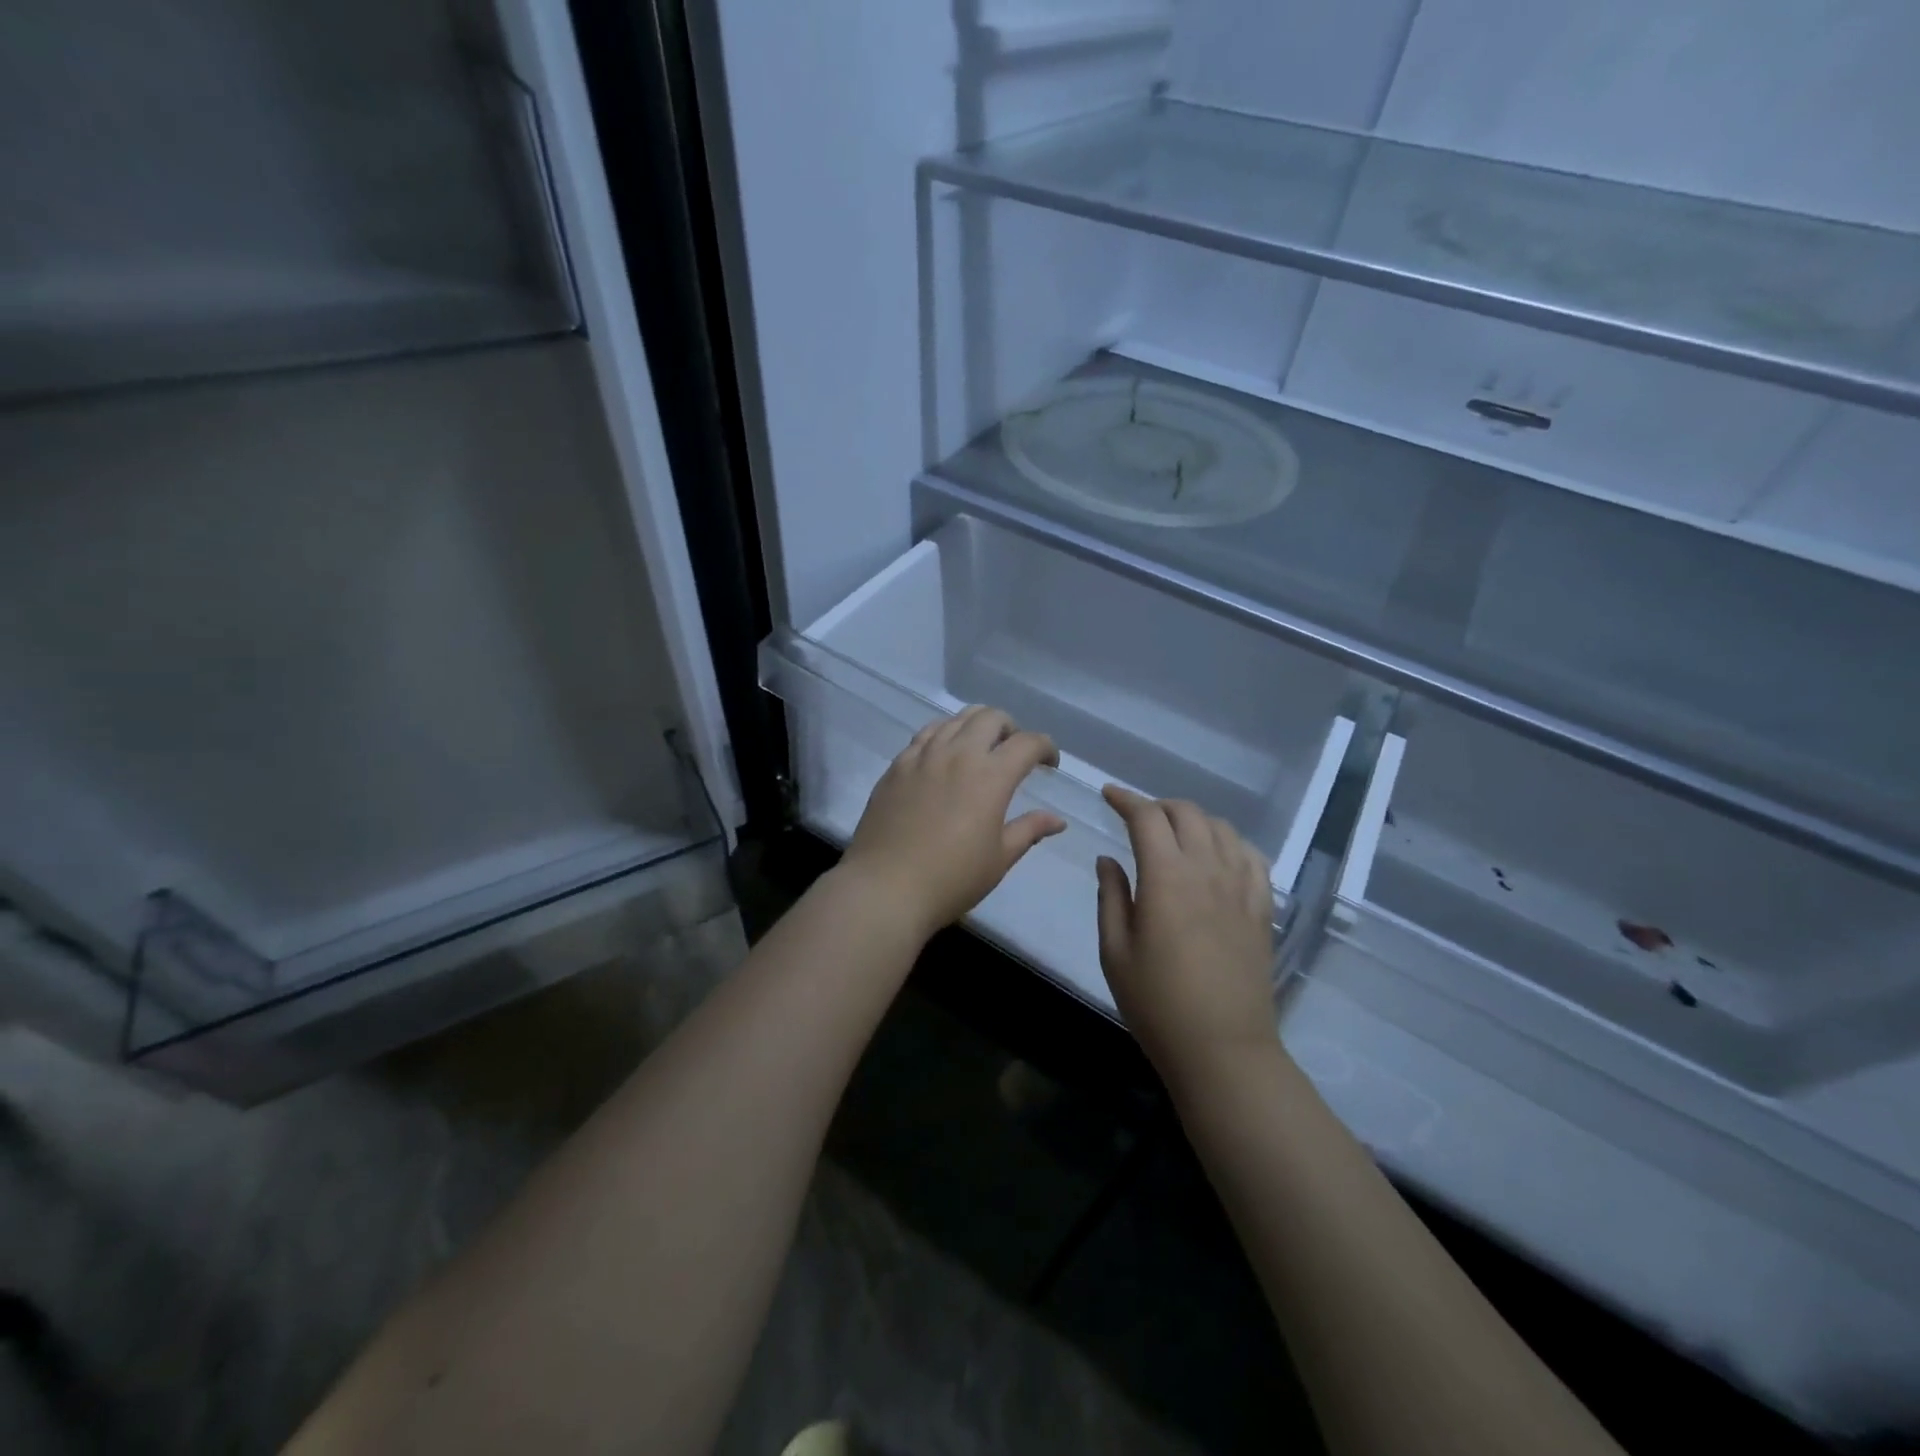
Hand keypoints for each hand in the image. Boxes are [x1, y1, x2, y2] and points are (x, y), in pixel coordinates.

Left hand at [839, 706, 1065, 941]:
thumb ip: (1029, 830)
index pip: (1027, 743)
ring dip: (976, 726)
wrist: (885, 887)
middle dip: (1011, 728)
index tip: (1049, 763)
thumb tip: (1057, 820)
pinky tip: (943, 757)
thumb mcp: (999, 858)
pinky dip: (943, 735)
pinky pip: (925, 735)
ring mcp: (922, 756)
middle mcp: (957, 754)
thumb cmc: (951, 878)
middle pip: (990, 717)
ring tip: (979, 749)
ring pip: (955, 719)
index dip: (1045, 747)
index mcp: (990, 776)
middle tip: (1014, 752)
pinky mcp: (896, 766)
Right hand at [1096, 787, 1277, 1080]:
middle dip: (1158, 806)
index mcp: (1166, 877)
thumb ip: (1111, 897)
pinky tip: (1218, 855)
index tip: (1109, 795)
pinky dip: (1230, 842)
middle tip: (1137, 819)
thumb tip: (1109, 859)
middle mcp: (1208, 870)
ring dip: (1193, 820)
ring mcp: (1241, 887)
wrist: (1223, 1049)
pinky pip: (1252, 856)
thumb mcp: (1115, 951)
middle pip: (1187, 813)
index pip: (1146, 817)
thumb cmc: (1157, 1004)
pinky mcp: (1262, 908)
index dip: (1126, 799)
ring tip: (1175, 835)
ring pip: (1221, 828)